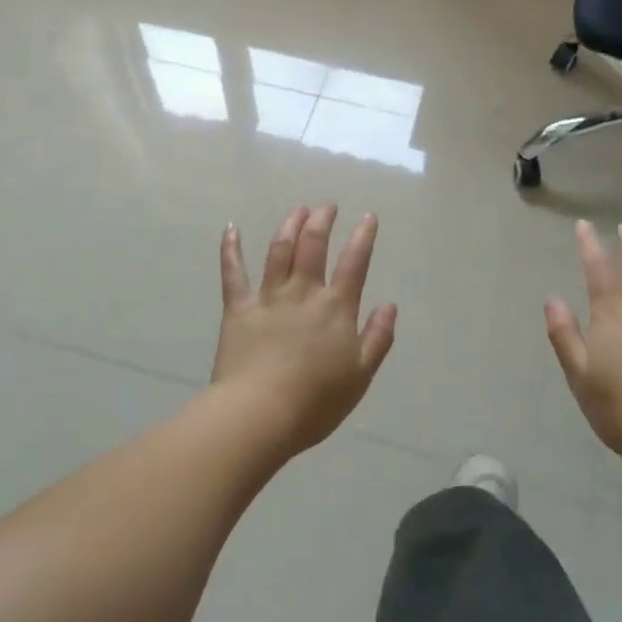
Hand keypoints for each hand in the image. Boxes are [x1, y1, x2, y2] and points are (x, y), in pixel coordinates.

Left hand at [213, 204, 397, 456]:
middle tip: (327, 206)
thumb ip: (377, 337)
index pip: (354, 263)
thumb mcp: (361, 375)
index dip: (363, 237)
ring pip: (279, 250)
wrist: (260, 414)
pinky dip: (231, 249)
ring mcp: (269, 298)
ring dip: (290, 225)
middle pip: (313, 246)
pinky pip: (233, 273)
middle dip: (322, 221)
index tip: (368, 216)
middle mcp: (303, 293)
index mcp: (335, 308)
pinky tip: (231, 228)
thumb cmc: (316, 402)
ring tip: (298, 209)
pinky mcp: (238, 309)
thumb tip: (390, 305)